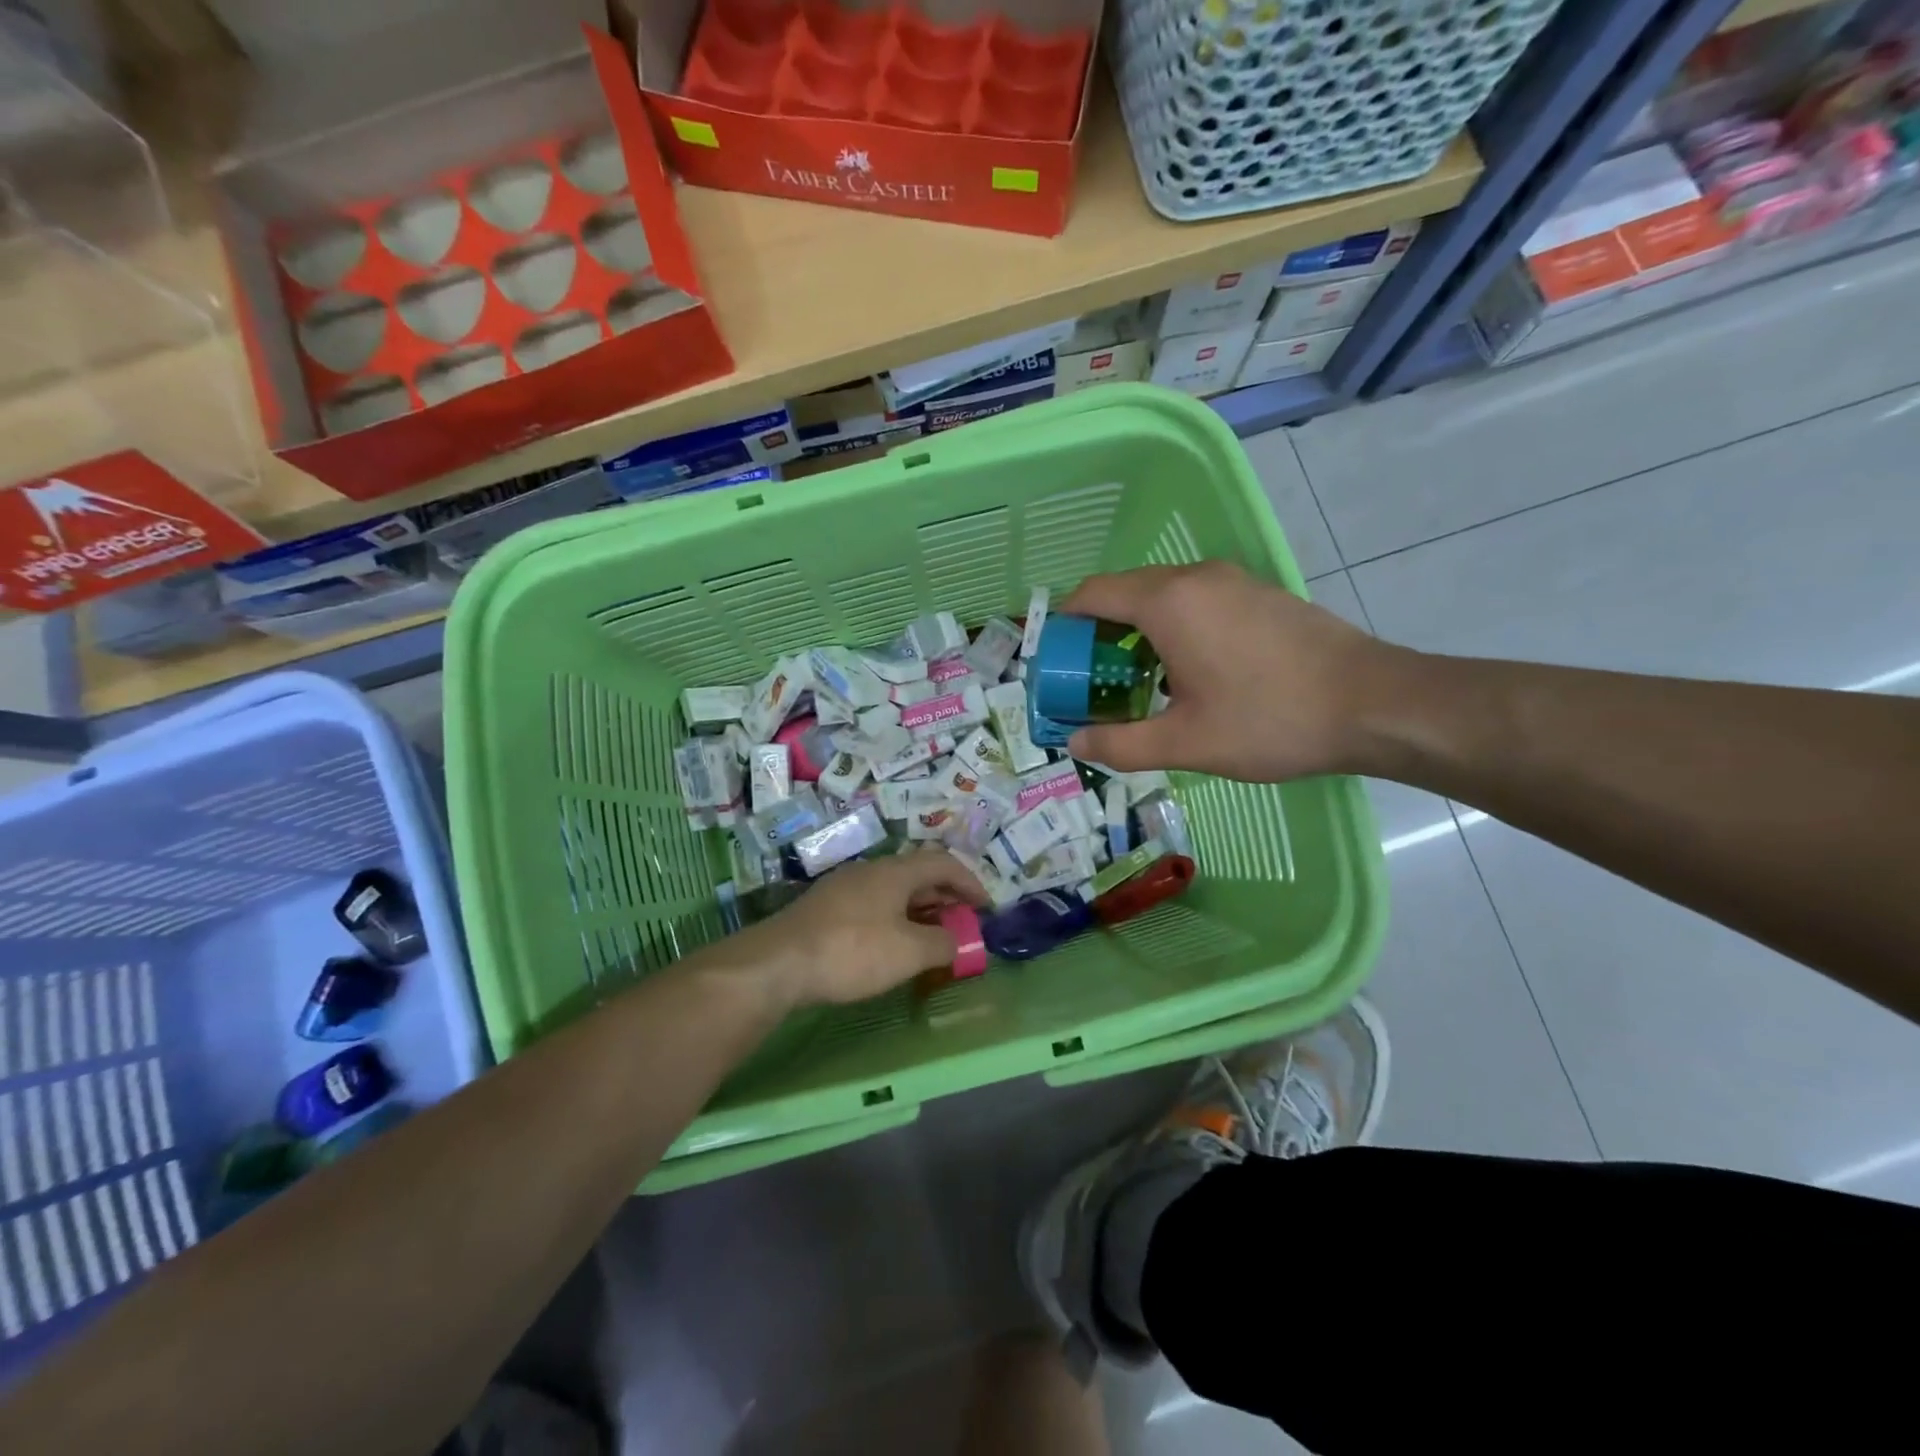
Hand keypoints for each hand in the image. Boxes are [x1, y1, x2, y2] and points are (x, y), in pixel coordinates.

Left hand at [745, 849, 988, 1005]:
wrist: (778, 963)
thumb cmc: (852, 951)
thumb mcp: (909, 952)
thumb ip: (942, 944)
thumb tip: (956, 941)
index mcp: (894, 871)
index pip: (943, 863)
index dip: (970, 882)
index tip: (987, 908)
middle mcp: (870, 871)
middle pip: (917, 875)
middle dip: (945, 898)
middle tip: (963, 923)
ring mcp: (844, 888)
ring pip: (893, 892)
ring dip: (919, 910)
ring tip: (932, 937)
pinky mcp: (825, 909)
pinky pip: (873, 906)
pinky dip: (895, 920)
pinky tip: (891, 946)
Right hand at [1060, 561, 1400, 782]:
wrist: (1375, 704)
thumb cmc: (1270, 720)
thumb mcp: (1185, 742)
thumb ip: (1119, 743)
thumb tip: (1074, 742)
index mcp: (1167, 602)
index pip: (1092, 594)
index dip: (1063, 625)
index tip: (1056, 663)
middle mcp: (1196, 577)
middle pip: (1125, 593)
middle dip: (1098, 634)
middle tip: (1092, 684)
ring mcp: (1233, 581)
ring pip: (1163, 597)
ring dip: (1137, 633)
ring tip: (1138, 685)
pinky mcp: (1260, 595)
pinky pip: (1197, 602)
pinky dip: (1174, 629)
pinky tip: (1189, 674)